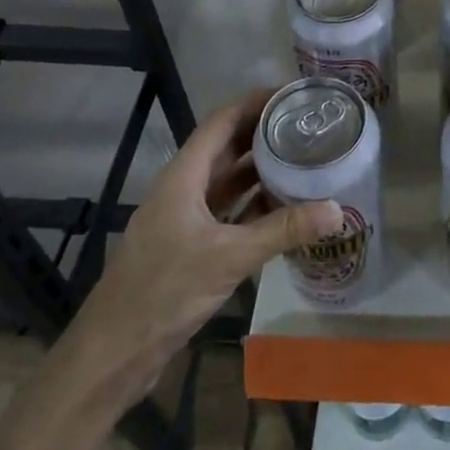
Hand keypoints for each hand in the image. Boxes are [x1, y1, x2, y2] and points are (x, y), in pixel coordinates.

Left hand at [63, 89, 342, 413]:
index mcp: (183, 177)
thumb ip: (283, 230)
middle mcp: (182, 189)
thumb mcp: (229, 257)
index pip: (222, 121)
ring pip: (227, 182)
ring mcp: (183, 219)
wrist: (112, 355)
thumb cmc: (164, 292)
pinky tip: (284, 209)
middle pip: (226, 148)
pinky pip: (227, 212)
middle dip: (264, 133)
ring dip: (261, 170)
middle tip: (308, 126)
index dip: (254, 102)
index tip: (292, 94)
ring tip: (304, 159)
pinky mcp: (188, 247)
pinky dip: (254, 205)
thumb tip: (337, 210)